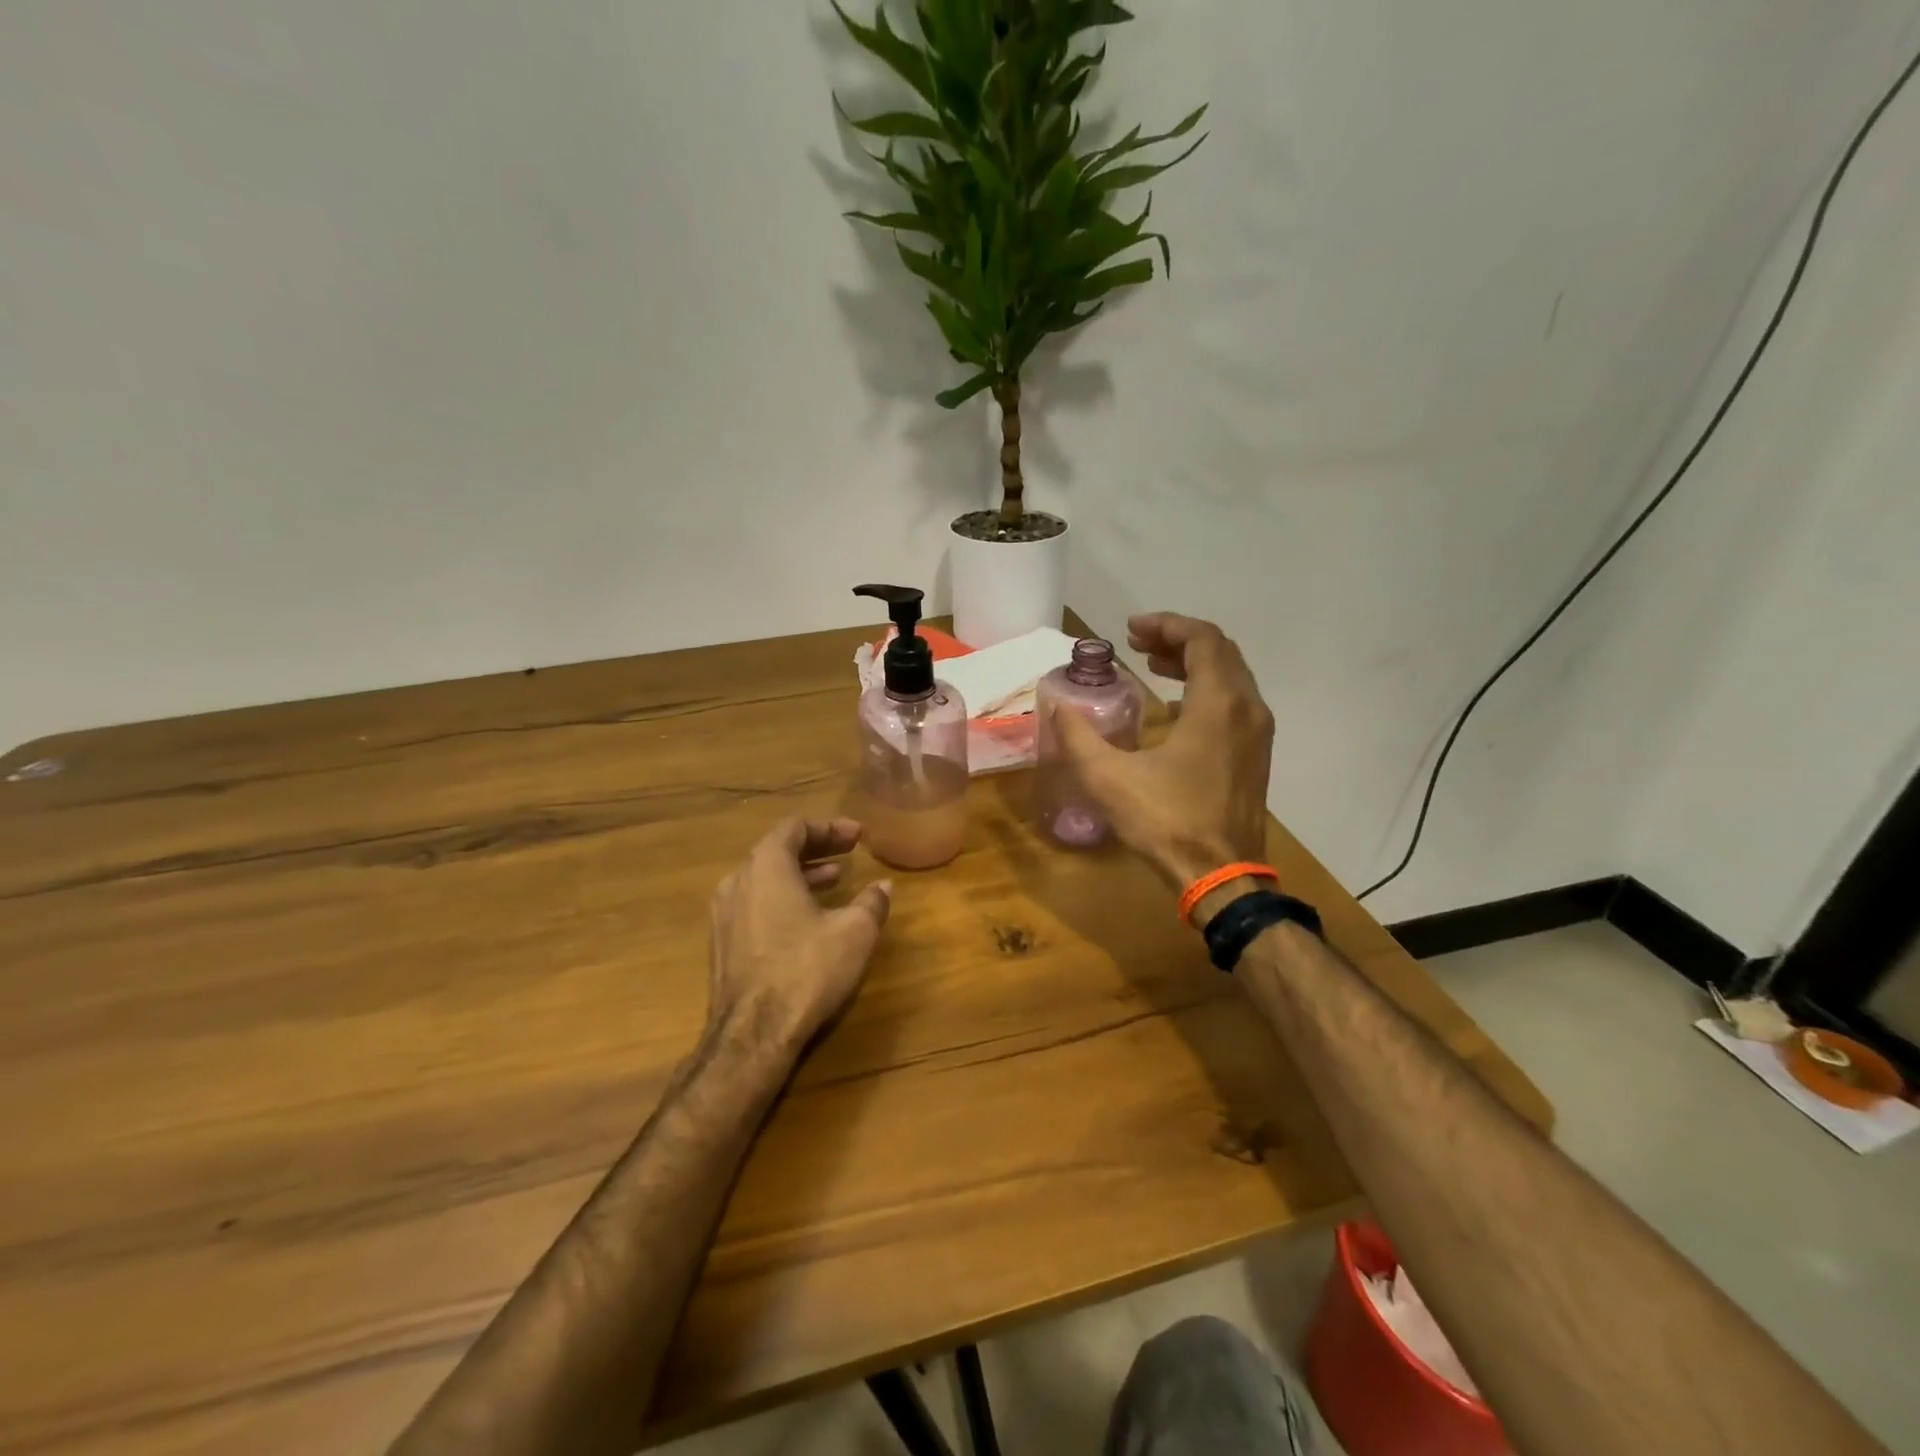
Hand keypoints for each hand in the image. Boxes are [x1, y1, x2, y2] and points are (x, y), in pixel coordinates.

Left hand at [707, 817, 892, 1052]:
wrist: (752, 1035)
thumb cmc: (806, 970)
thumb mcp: (854, 932)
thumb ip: (871, 902)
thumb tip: (883, 886)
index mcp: (766, 866)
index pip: (795, 827)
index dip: (829, 827)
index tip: (858, 835)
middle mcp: (738, 880)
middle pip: (777, 849)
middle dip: (816, 847)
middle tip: (849, 851)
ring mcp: (724, 913)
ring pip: (765, 878)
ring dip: (801, 873)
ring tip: (834, 880)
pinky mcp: (722, 943)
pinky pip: (755, 902)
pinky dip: (783, 897)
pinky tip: (808, 917)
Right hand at [1049, 613, 1273, 889]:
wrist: (1221, 877)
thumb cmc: (1166, 821)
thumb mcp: (1108, 777)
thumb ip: (1077, 736)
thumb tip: (1054, 706)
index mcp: (1218, 704)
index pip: (1202, 639)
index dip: (1166, 625)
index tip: (1130, 629)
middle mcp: (1247, 708)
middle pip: (1219, 652)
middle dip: (1177, 640)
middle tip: (1137, 644)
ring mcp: (1257, 733)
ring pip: (1231, 676)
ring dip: (1193, 662)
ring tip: (1152, 665)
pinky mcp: (1256, 755)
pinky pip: (1235, 700)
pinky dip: (1206, 687)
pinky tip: (1174, 705)